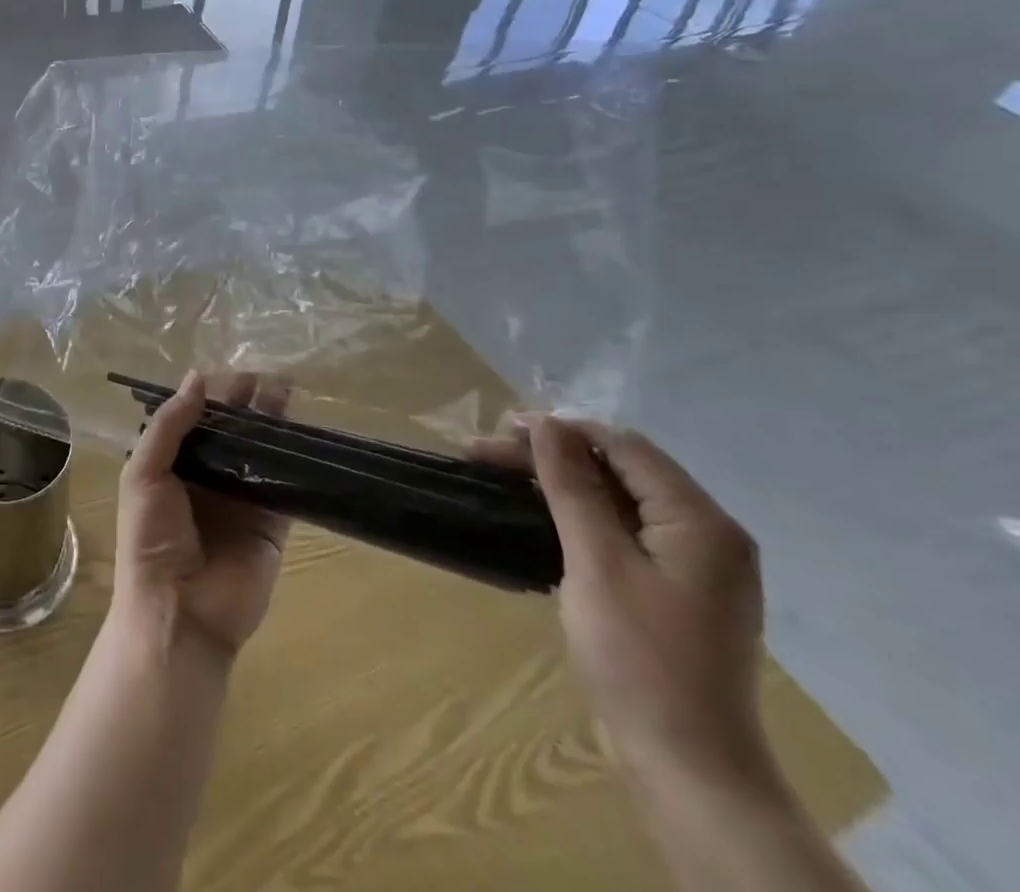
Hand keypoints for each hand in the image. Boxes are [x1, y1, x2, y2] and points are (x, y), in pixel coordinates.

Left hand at [113, 371, 290, 661]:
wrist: (179, 614)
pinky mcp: (273, 524)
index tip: (234, 369)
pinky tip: (307, 433)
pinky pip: (287, 485)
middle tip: (268, 373)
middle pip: (232, 431)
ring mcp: (243, 500)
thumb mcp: (143, 474)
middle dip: (247, 402)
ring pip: (261, 452)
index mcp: (173, 465)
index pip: (196, 420)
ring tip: (289, 389)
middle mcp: (208, 478)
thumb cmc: (150, 540)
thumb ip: (169, 426)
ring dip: (274, 423)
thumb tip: (197, 378)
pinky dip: (296, 461)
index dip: (213, 395)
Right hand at [474, 418, 773, 792]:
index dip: (562, 430)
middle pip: (620, 470)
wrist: (687, 766)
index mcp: (700, 522)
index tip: (501, 430)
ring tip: (500, 477)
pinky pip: (624, 530)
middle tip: (484, 455)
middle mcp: (707, 534)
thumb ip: (573, 487)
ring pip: (618, 499)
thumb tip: (547, 424)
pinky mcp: (676, 589)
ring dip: (559, 483)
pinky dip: (579, 514)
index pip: (625, 447)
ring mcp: (694, 565)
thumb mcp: (596, 562)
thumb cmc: (639, 657)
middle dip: (552, 455)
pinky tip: (540, 516)